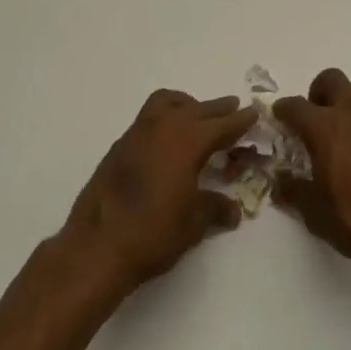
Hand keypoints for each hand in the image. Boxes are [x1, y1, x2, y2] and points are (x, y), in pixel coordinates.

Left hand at [59, 89, 257, 291]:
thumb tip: (233, 210)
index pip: (221, 125)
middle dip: (217, 109)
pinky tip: (169, 142)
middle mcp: (162, 127)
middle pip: (196, 109)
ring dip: (187, 105)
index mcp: (187, 140)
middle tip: (233, 109)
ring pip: (167, 103)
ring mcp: (137, 133)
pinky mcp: (119, 146)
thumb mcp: (193, 223)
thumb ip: (215, 208)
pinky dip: (166, 118)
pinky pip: (149, 118)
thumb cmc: (153, 232)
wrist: (97, 245)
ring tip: (199, 117)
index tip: (253, 112)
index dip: (239, 120)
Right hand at [273, 68, 350, 282]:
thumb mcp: (315, 214)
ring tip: (345, 142)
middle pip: (330, 80)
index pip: (295, 106)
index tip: (279, 118)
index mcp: (325, 127)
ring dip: (345, 109)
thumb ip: (293, 191)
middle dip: (317, 93)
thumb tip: (280, 181)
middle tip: (315, 120)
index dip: (283, 110)